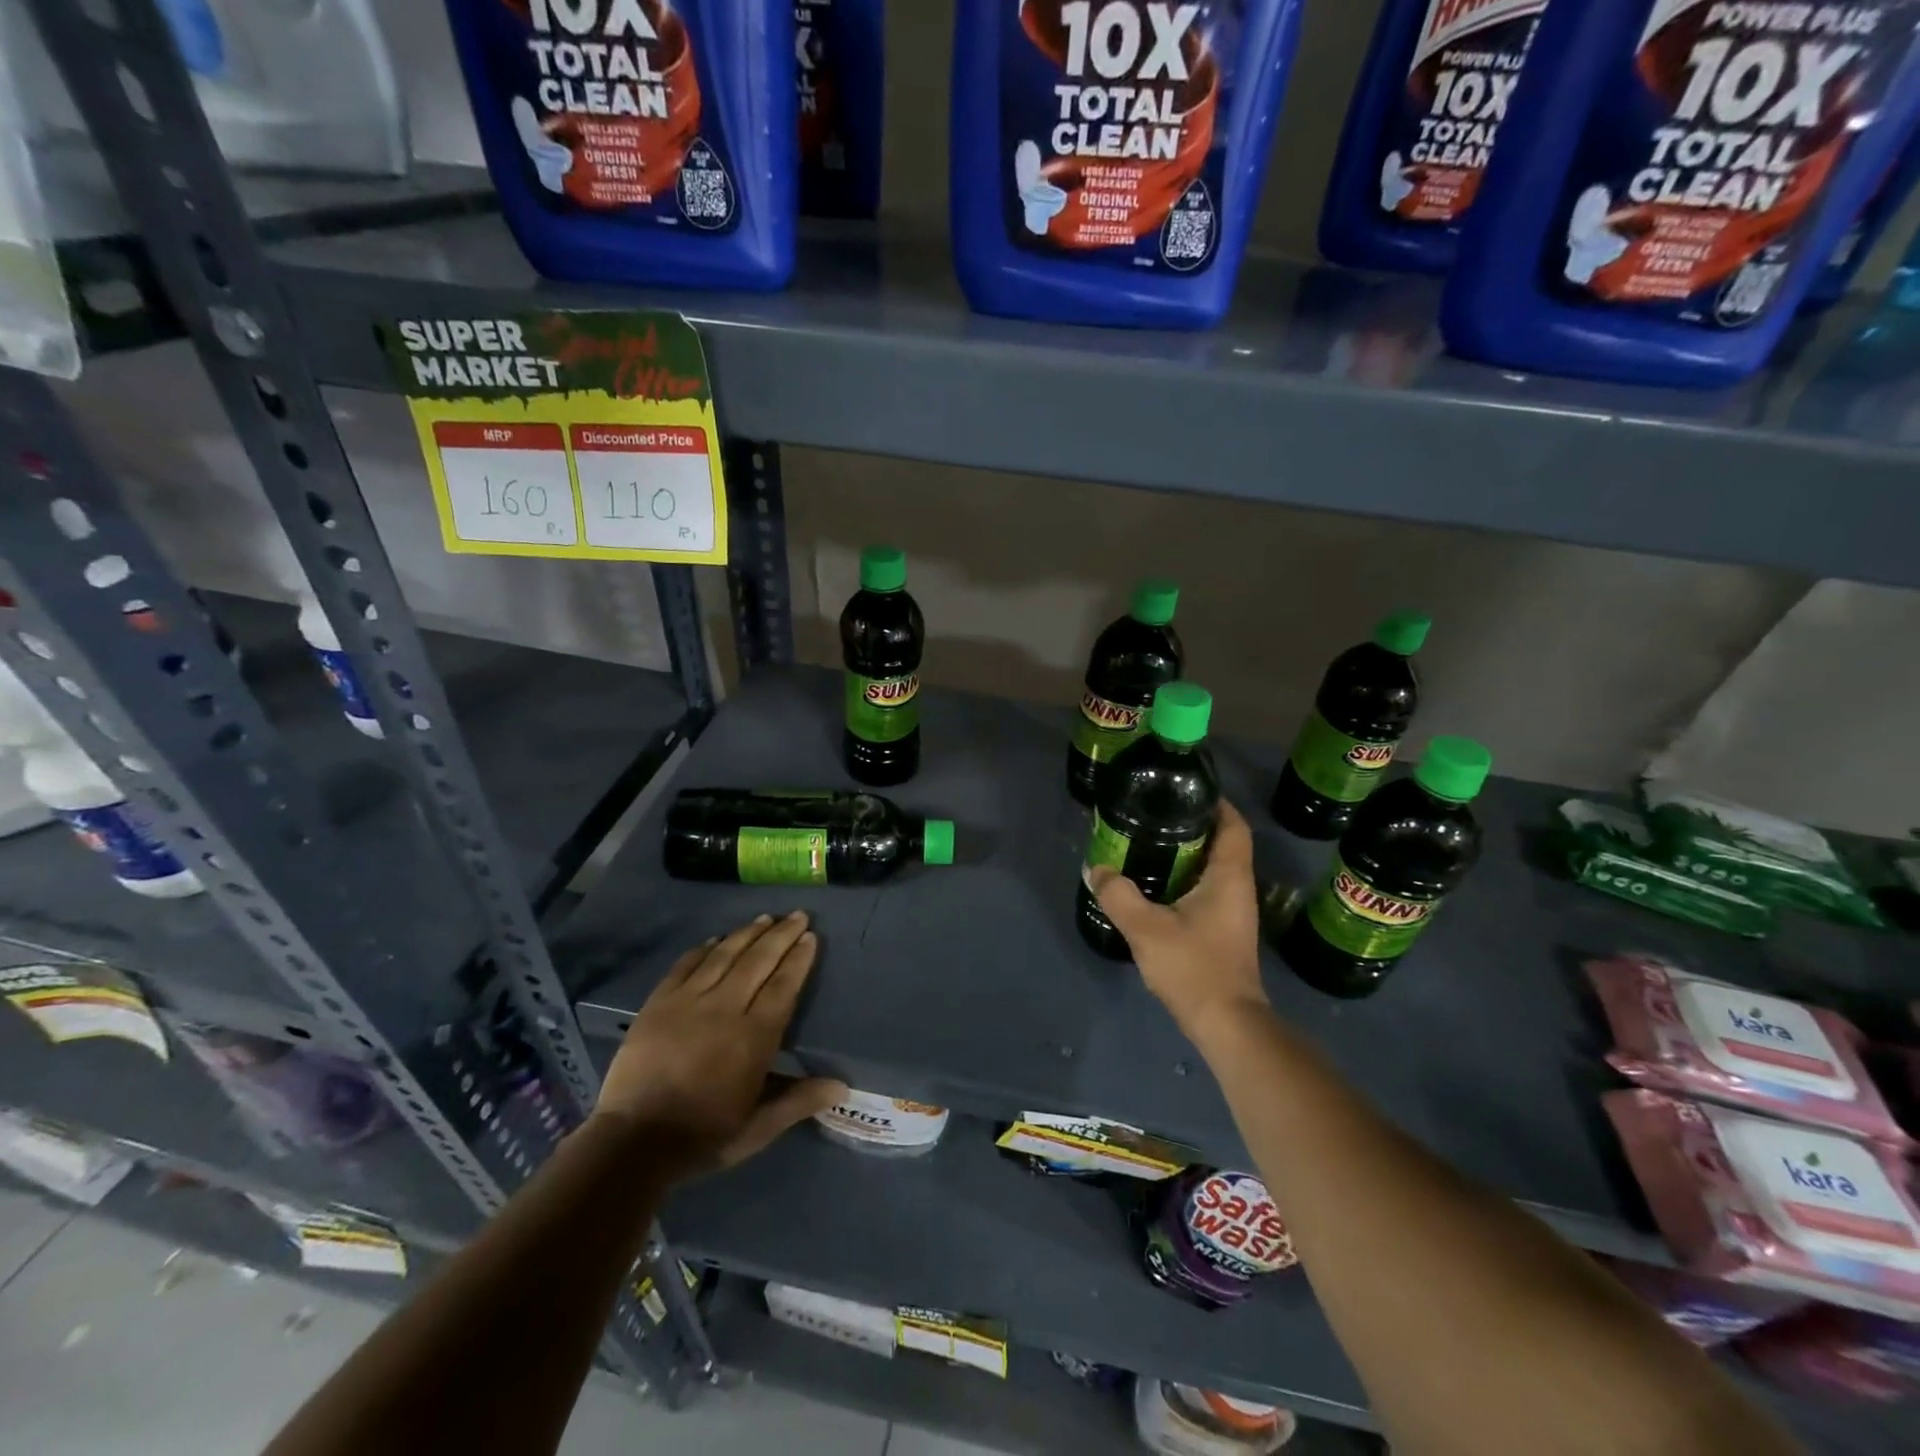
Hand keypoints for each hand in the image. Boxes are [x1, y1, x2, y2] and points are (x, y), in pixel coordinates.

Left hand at [593, 912, 845, 1178]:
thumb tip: (842, 1086)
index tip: (810, 937)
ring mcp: (689, 1001)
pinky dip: (704, 948)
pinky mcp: (658, 1002)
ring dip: (747, 933)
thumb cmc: (703, 1136)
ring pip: (725, 955)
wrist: (634, 1142)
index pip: (784, 985)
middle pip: (759, 961)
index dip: (798, 959)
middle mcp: (726, 1008)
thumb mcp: (757, 1128)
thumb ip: (798, 1101)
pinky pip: (686, 964)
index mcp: (754, 1036)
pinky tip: (716, 939)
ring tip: (765, 918)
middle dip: (781, 935)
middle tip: (797, 915)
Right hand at [1089, 799, 1271, 1045]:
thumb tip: (1096, 869)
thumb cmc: (1194, 968)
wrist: (1225, 1024)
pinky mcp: (1224, 931)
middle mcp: (1237, 888)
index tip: (1186, 789)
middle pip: (1221, 843)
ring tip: (1149, 842)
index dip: (1216, 803)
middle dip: (1192, 825)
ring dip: (1187, 853)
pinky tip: (1156, 885)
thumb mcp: (1147, 928)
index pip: (1233, 825)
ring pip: (1213, 868)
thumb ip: (1118, 895)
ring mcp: (1233, 912)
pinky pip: (1206, 889)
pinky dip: (1185, 878)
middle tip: (1154, 813)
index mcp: (1228, 877)